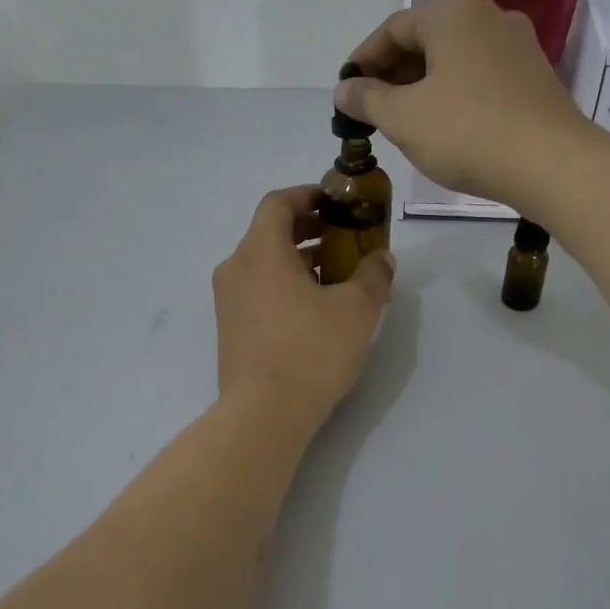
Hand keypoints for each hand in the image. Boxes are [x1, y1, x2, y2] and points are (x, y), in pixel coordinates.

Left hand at [213, 185, 394, 430]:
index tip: (336, 202)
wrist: (264, 414)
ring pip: (264, 264)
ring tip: (338, 275)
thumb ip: (373, 275)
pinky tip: (315, 308)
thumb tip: (381, 259)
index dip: (308, 195)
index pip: (277, 203)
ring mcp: (228, 301)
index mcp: (260, 251)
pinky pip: (258, 290)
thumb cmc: (310, 351)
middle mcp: (236, 268)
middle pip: (270, 232)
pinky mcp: (230, 329)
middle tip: (345, 237)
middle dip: (309, 229)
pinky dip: (285, 285)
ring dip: (299, 260)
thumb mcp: (357, 310)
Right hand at [336, 0, 601, 208]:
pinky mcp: (535, 77)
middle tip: (371, 110)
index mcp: (453, 13)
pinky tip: (444, 126)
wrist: (550, 163)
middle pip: (426, 40)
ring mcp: (518, 46)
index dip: (363, 60)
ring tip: (403, 122)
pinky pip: (480, 77)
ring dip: (422, 86)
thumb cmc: (466, 131)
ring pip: (454, 60)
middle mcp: (489, 16)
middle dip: (393, 74)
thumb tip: (344, 89)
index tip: (346, 91)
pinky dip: (453, 94)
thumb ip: (367, 99)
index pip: (393, 29)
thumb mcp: (403, 117)